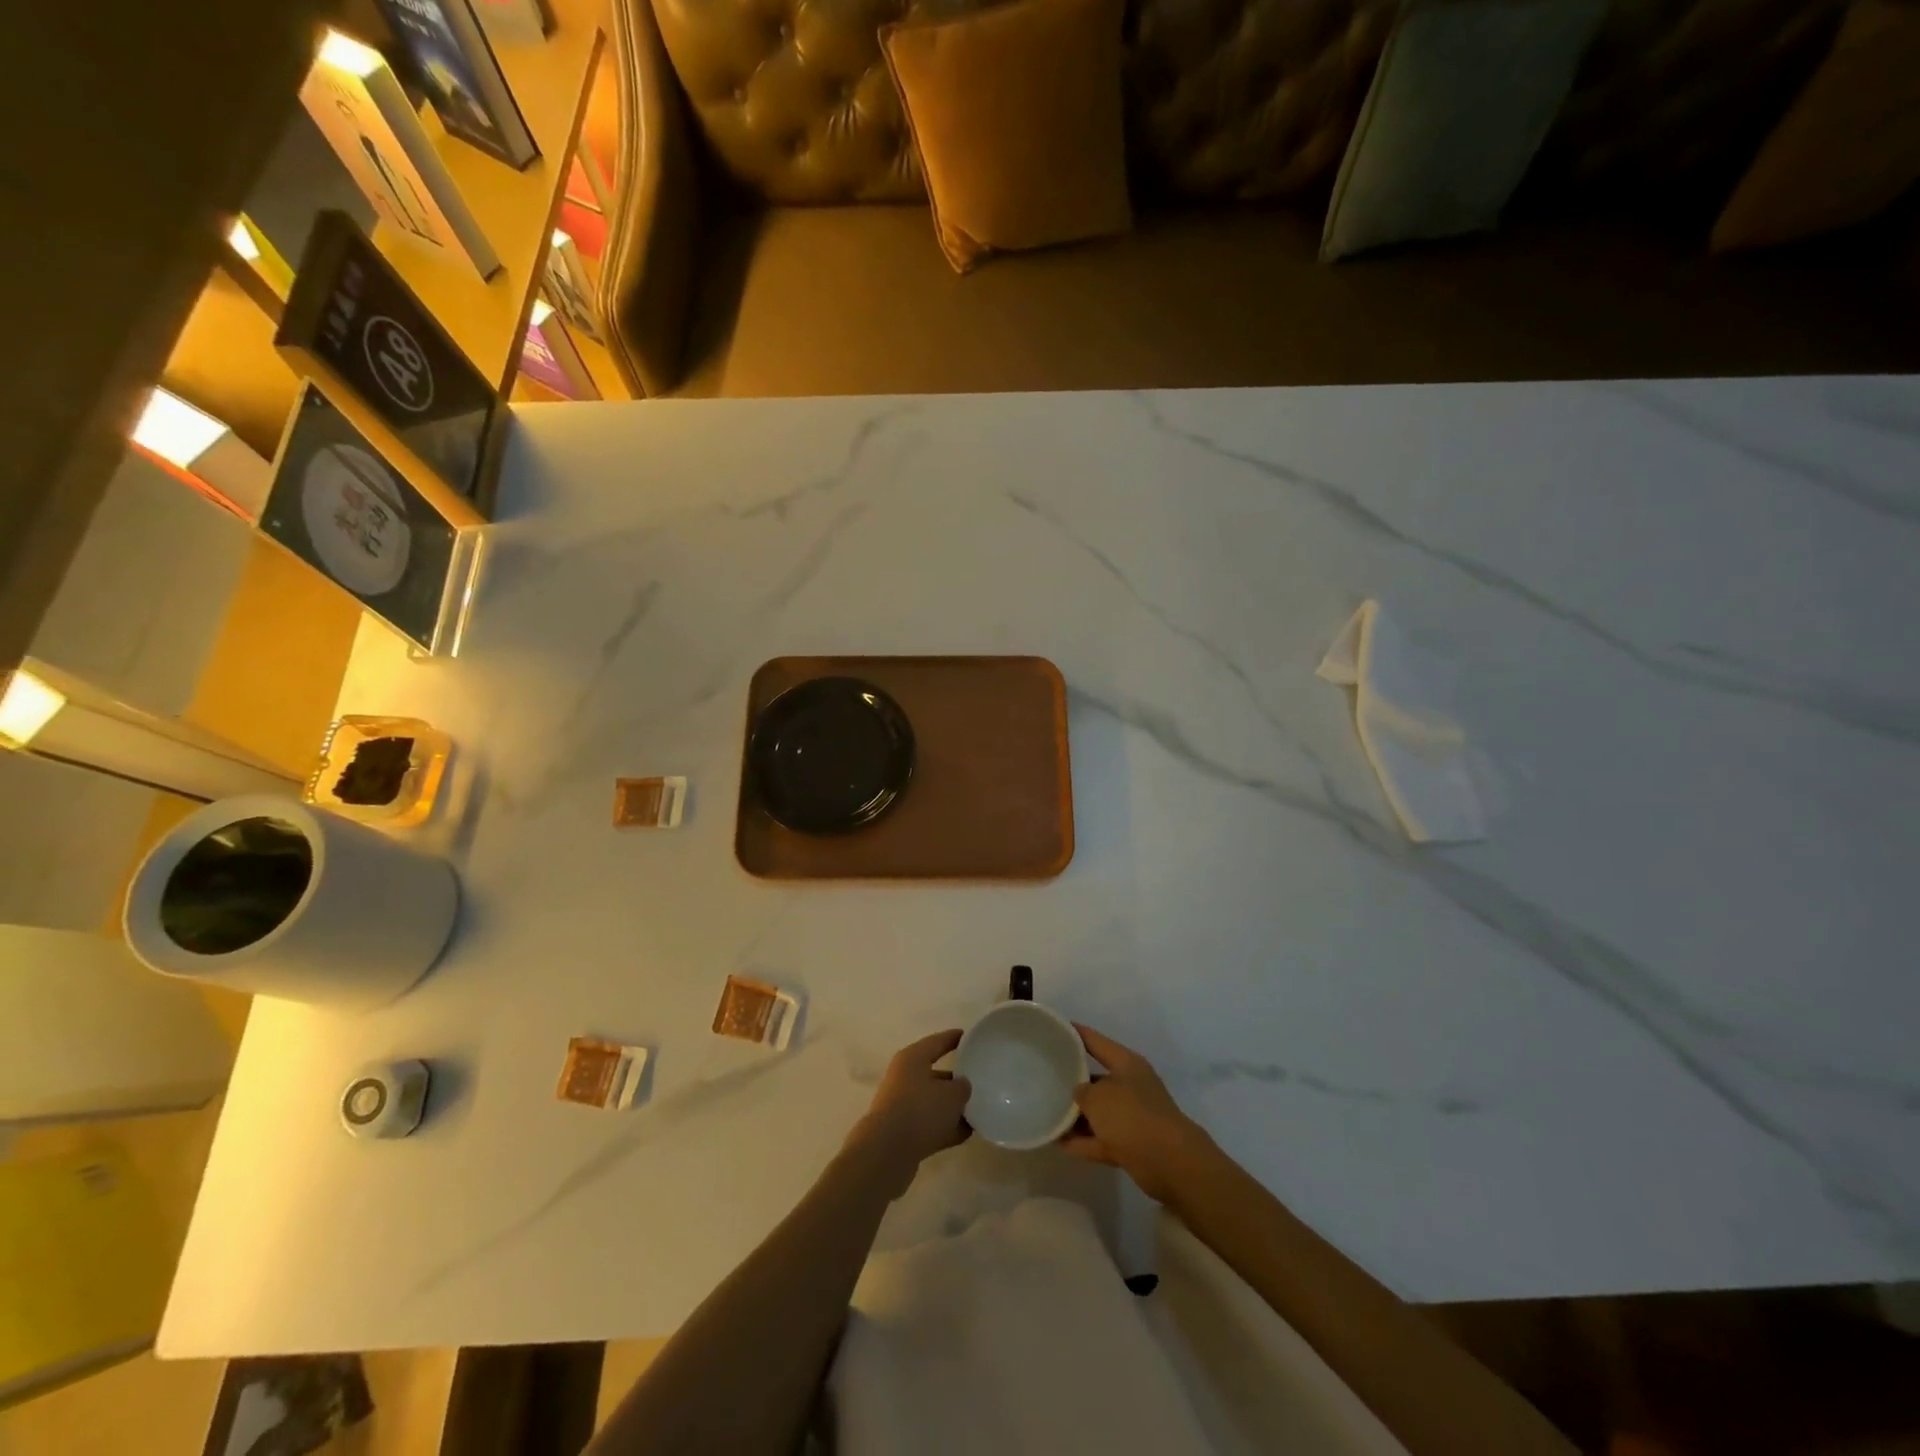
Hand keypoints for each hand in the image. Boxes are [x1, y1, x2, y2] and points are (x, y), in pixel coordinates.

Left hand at [847, 1030, 971, 1195]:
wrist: (887, 1152)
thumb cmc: (920, 1110)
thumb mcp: (952, 1094)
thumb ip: (962, 1087)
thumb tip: (962, 1087)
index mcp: (913, 1058)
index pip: (937, 1042)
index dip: (954, 1038)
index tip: (971, 1037)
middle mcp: (904, 1078)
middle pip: (935, 1074)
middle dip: (956, 1079)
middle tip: (980, 1081)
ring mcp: (902, 1106)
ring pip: (933, 1102)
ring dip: (953, 1108)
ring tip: (979, 1111)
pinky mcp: (903, 1132)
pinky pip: (930, 1125)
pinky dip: (946, 1128)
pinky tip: (967, 1134)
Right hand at [1061, 1025, 1212, 1203]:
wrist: (1169, 1162)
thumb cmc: (1131, 1115)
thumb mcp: (1097, 1096)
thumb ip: (1081, 1092)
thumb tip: (1079, 1095)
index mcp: (1126, 1064)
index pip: (1095, 1042)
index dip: (1075, 1033)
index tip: (1055, 1028)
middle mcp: (1130, 1086)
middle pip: (1096, 1079)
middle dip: (1072, 1080)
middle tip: (1043, 1077)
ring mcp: (1131, 1117)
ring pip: (1097, 1112)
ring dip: (1075, 1116)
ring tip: (1045, 1112)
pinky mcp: (1129, 1145)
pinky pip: (1098, 1139)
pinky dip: (1081, 1141)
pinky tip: (1056, 1142)